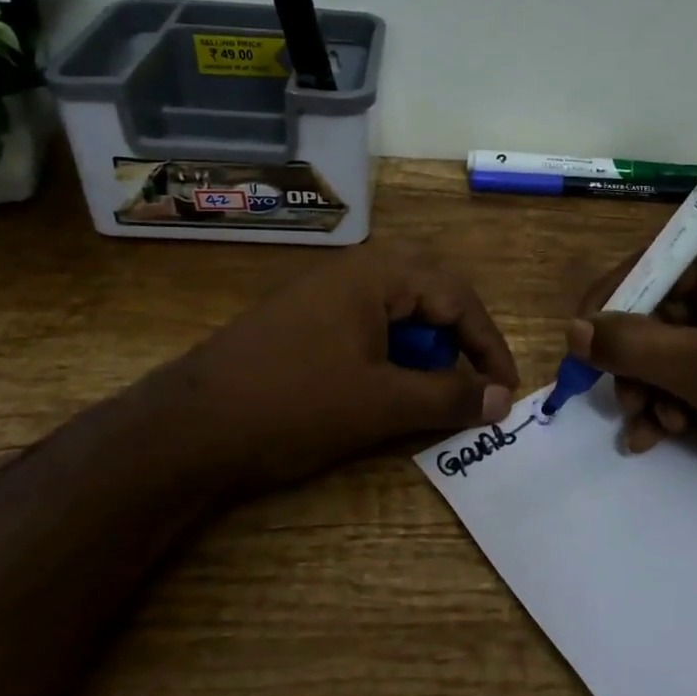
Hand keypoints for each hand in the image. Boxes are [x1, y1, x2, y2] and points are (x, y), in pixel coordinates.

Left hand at [136, 248, 518, 496]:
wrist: (190, 425)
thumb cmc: (295, 404)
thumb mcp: (381, 404)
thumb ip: (447, 396)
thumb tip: (502, 399)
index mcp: (376, 273)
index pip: (457, 296)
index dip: (488, 345)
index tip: (506, 390)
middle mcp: (353, 269)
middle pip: (430, 292)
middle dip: (458, 337)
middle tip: (472, 380)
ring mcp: (323, 292)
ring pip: (397, 308)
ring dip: (424, 344)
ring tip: (428, 387)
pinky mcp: (304, 318)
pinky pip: (366, 322)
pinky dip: (390, 351)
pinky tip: (383, 384)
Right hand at [568, 228, 696, 512]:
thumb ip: (631, 346)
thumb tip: (571, 329)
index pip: (654, 262)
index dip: (611, 302)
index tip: (577, 343)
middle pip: (658, 311)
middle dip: (637, 363)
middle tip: (627, 403)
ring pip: (670, 347)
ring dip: (652, 388)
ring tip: (654, 428)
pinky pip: (692, 370)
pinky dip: (672, 400)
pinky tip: (659, 436)